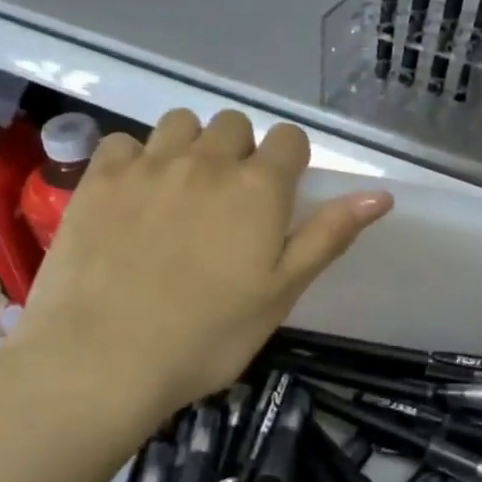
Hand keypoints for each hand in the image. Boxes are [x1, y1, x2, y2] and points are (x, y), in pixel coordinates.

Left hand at [4, 109, 391, 427]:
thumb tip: (382, 194)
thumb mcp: (281, 293)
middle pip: (234, 125)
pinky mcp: (100, 179)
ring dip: (191, 147)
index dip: (290, 162)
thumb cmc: (207, 336)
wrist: (103, 358)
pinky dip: (136, 159)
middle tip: (229, 203)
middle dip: (240, 152)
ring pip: (181, 123)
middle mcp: (207, 161)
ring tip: (182, 193)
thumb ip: (329, 236)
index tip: (278, 198)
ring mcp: (148, 165)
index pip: (289, 139)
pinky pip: (126, 143)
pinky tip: (133, 196)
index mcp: (258, 188)